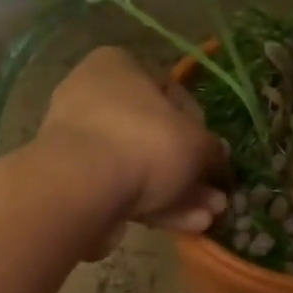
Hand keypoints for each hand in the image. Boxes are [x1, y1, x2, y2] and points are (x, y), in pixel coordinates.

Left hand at [36, 48, 228, 244]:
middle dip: (189, 171)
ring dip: (178, 194)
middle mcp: (93, 99)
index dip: (199, 125)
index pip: (170, 91)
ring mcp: (81, 144)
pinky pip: (123, 191)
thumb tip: (217, 157)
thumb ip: (212, 150)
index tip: (214, 154)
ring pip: (141, 169)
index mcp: (118, 67)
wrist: (83, 189)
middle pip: (155, 136)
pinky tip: (186, 226)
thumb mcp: (196, 142)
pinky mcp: (76, 184)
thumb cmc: (145, 143)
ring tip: (208, 218)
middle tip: (215, 195)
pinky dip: (155, 207)